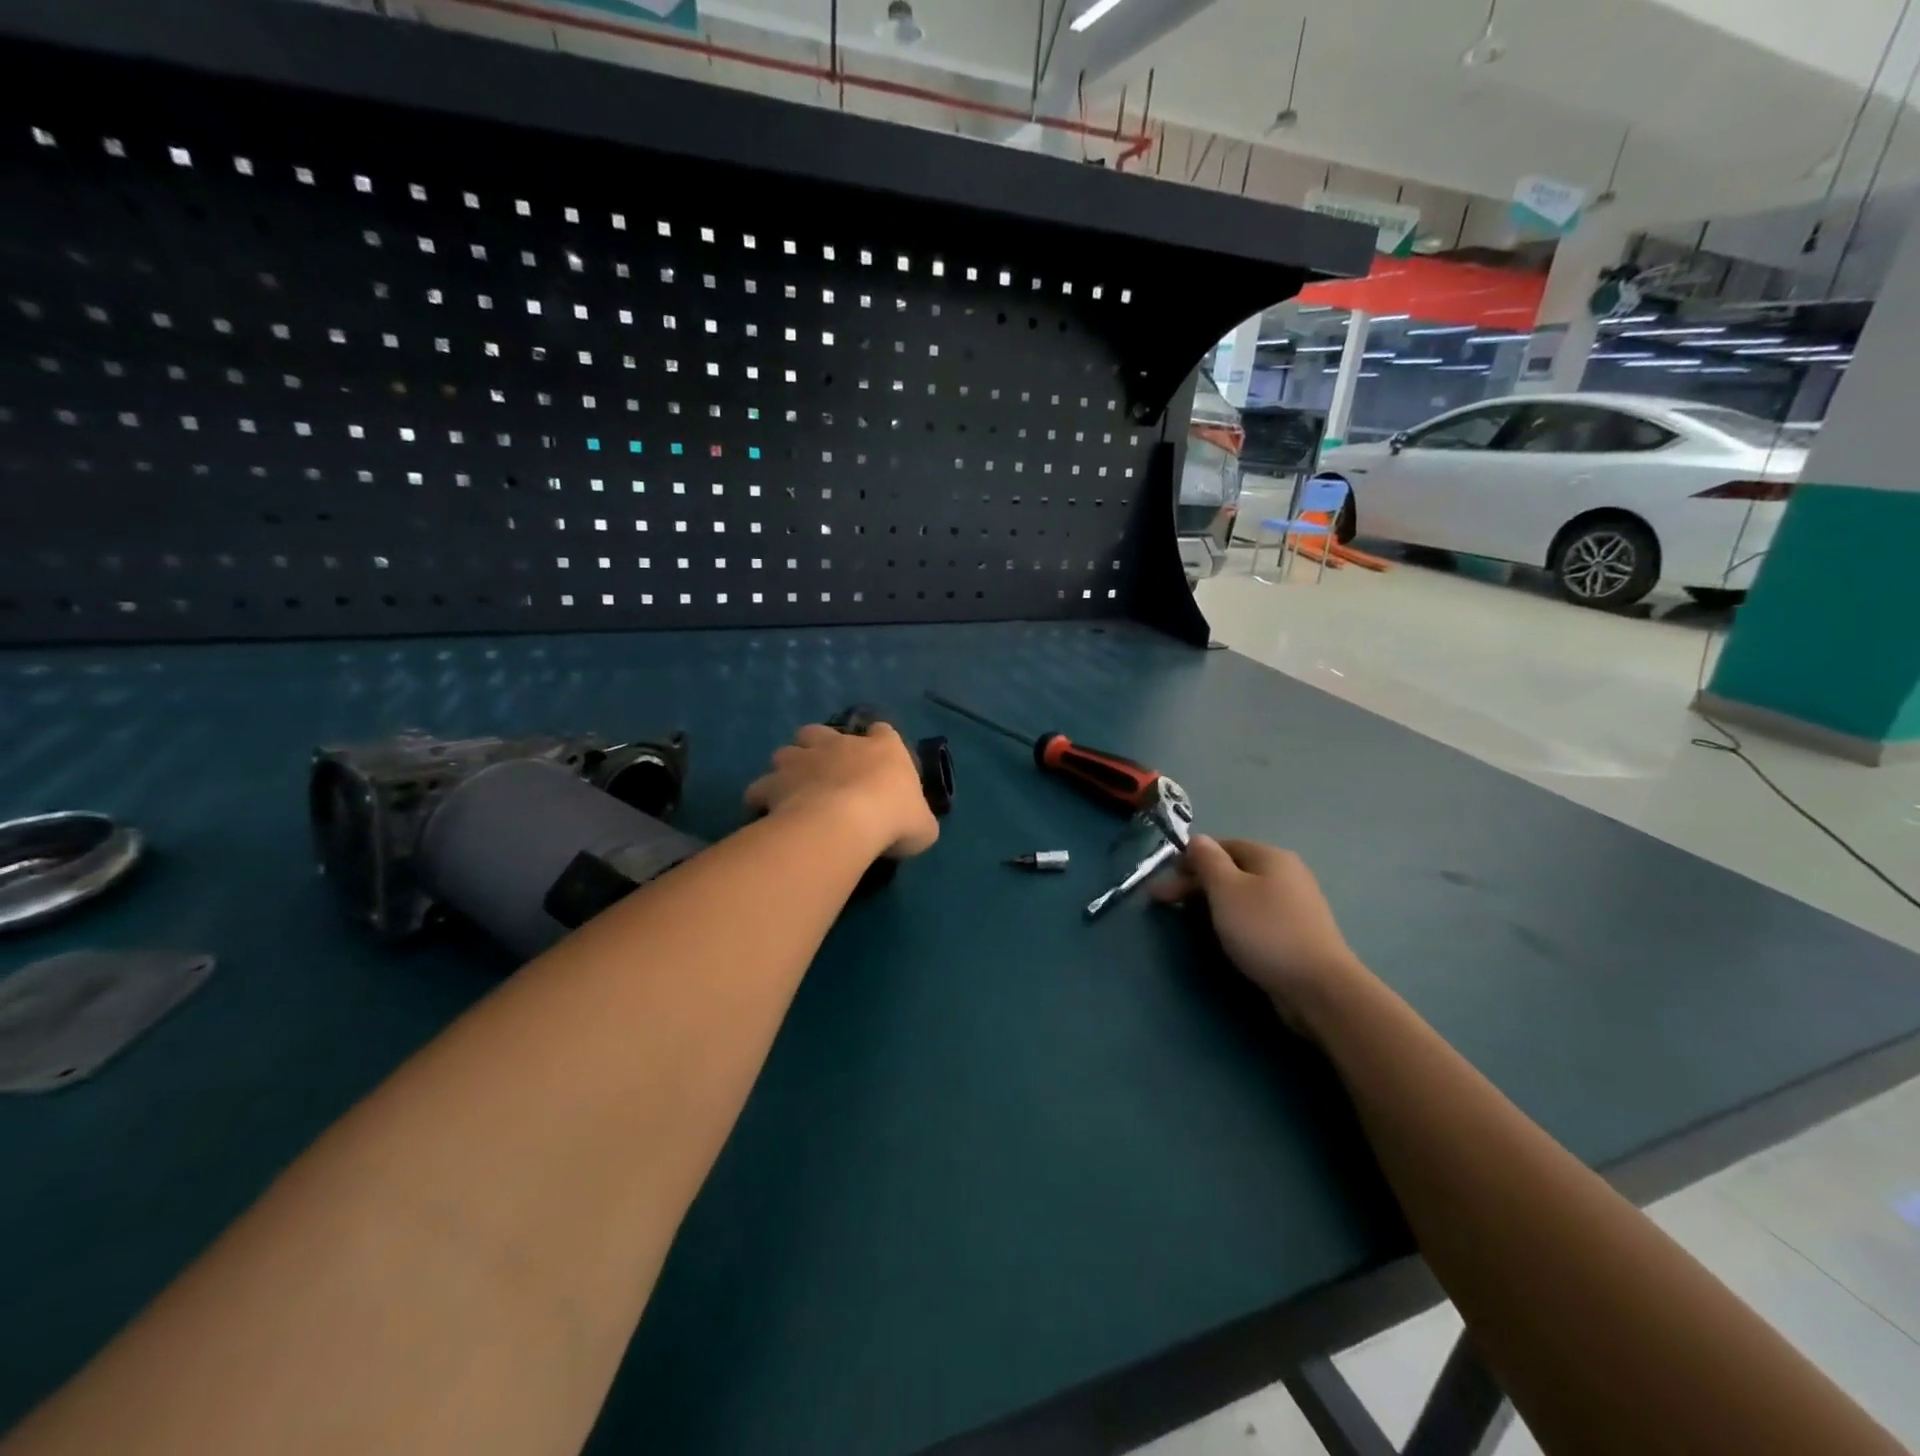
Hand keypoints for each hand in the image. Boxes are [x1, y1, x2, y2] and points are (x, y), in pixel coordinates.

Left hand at [744, 723, 939, 859]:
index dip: (879, 743)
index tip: (877, 761)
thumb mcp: (924, 825)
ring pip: (785, 752)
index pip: (883, 731)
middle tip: (823, 774)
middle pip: (820, 732)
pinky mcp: (775, 782)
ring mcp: (803, 759)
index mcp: (883, 749)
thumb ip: (918, 819)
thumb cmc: (894, 818)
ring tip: (792, 791)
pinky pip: (760, 787)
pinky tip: (766, 812)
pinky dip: (761, 797)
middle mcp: (841, 744)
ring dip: (788, 768)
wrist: (847, 822)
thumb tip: (916, 824)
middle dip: (818, 746)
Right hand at [1150, 836, 1366, 1029]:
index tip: (1164, 880)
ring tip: (1187, 919)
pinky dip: (1232, 919)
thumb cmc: (1266, 930)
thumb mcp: (1227, 889)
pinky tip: (1222, 934)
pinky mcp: (1295, 933)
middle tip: (1162, 902)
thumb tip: (1197, 839)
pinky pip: (1255, 916)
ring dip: (1211, 902)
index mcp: (1270, 857)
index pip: (1222, 846)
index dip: (1190, 859)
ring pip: (1242, 895)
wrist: (1318, 987)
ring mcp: (1294, 905)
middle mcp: (1286, 874)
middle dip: (1195, 883)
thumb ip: (1208, 861)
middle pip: (1231, 870)